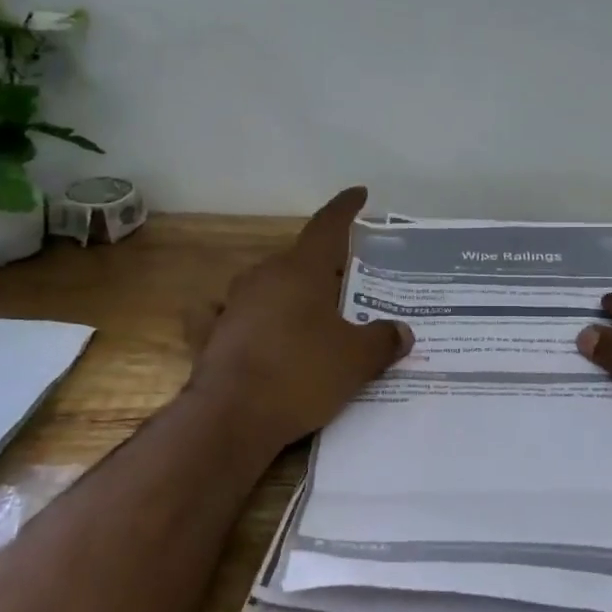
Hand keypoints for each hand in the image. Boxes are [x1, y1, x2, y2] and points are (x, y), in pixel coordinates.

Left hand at [184, 186, 412, 451]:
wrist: (232, 417)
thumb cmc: (301, 375)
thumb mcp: (356, 360)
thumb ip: (382, 341)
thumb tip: (402, 332)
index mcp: (301, 270)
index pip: (327, 226)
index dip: (345, 209)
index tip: (358, 194)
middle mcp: (264, 277)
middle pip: (298, 260)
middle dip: (323, 267)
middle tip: (348, 283)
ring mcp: (231, 305)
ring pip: (265, 286)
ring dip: (286, 293)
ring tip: (307, 313)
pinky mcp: (209, 335)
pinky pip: (226, 317)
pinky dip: (239, 318)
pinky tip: (244, 329)